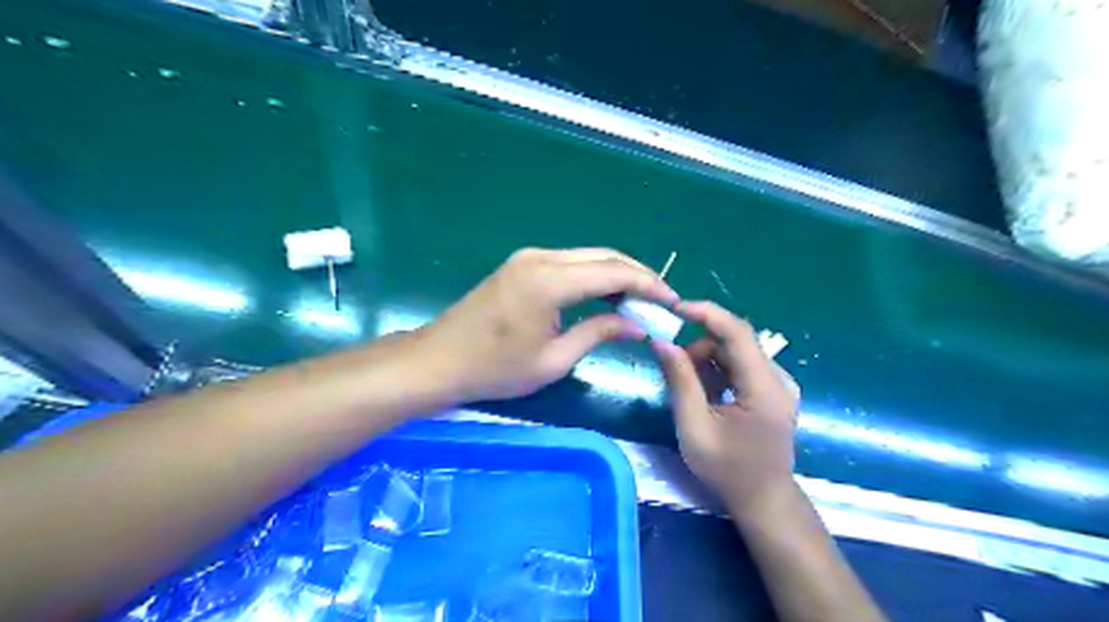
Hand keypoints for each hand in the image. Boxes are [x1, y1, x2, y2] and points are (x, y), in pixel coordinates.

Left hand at [418, 249, 675, 403]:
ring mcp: (529, 257)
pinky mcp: (522, 265)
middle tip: (661, 300)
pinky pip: (569, 263)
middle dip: (637, 275)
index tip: (672, 301)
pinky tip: (606, 296)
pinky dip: (593, 276)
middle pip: (604, 256)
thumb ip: (599, 333)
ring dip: (616, 274)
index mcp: (550, 281)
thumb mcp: (553, 359)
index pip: (614, 272)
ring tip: (640, 300)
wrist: (439, 360)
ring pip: (587, 257)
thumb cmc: (494, 369)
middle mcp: (541, 258)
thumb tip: (637, 324)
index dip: (648, 285)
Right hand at [652, 303, 798, 511]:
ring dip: (707, 359)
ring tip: (691, 389)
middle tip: (674, 367)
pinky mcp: (773, 389)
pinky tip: (707, 393)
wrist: (763, 500)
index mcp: (764, 388)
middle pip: (735, 339)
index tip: (674, 307)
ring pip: (736, 351)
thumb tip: (661, 342)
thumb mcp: (694, 428)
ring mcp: (778, 384)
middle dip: (700, 345)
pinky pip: (740, 365)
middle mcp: (778, 378)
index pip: (737, 332)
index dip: (706, 313)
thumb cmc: (727, 470)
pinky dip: (718, 370)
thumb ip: (680, 381)